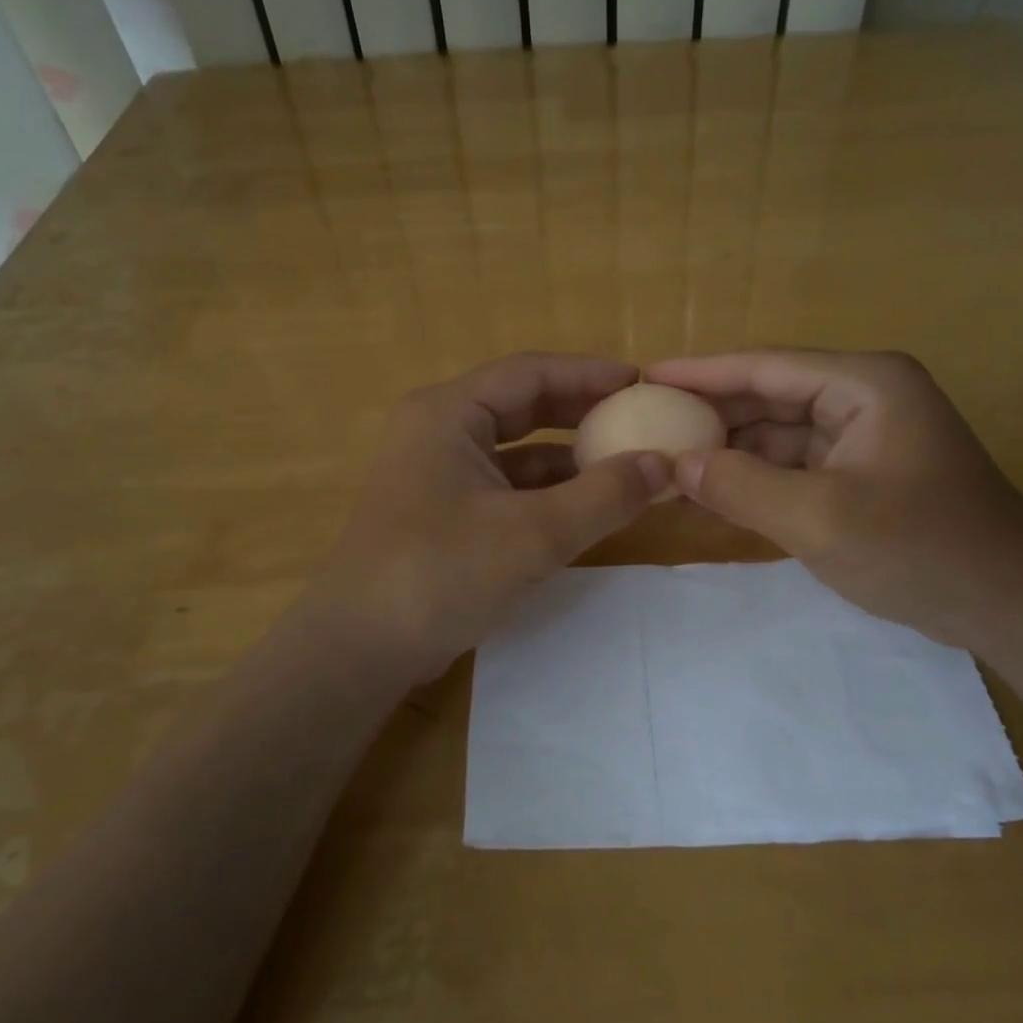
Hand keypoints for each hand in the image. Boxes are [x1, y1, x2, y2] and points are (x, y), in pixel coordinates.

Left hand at [301, 354, 668, 676]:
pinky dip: (546, 492)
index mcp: (449, 413)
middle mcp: (439, 431)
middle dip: (581, 412)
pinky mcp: (443, 512)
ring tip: (624, 465)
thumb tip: (664, 465)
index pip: (530, 372)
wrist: (358, 650)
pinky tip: (585, 507)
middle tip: (638, 420)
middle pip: (522, 405)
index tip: (641, 384)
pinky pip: (505, 486)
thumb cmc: (439, 574)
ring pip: (515, 450)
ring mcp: (438, 473)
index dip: (589, 373)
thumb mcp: (532, 534)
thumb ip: (603, 496)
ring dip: (567, 457)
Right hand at [645, 350, 1022, 654]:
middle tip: (646, 423)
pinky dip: (755, 478)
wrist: (1012, 608)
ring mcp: (863, 436)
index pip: (764, 366)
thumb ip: (742, 487)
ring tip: (666, 462)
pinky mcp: (861, 473)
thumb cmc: (922, 550)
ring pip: (778, 433)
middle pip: (768, 395)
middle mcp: (862, 397)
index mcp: (863, 384)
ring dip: (729, 450)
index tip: (645, 375)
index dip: (700, 372)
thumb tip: (676, 467)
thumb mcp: (821, 519)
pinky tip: (711, 494)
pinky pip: (794, 466)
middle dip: (710, 414)